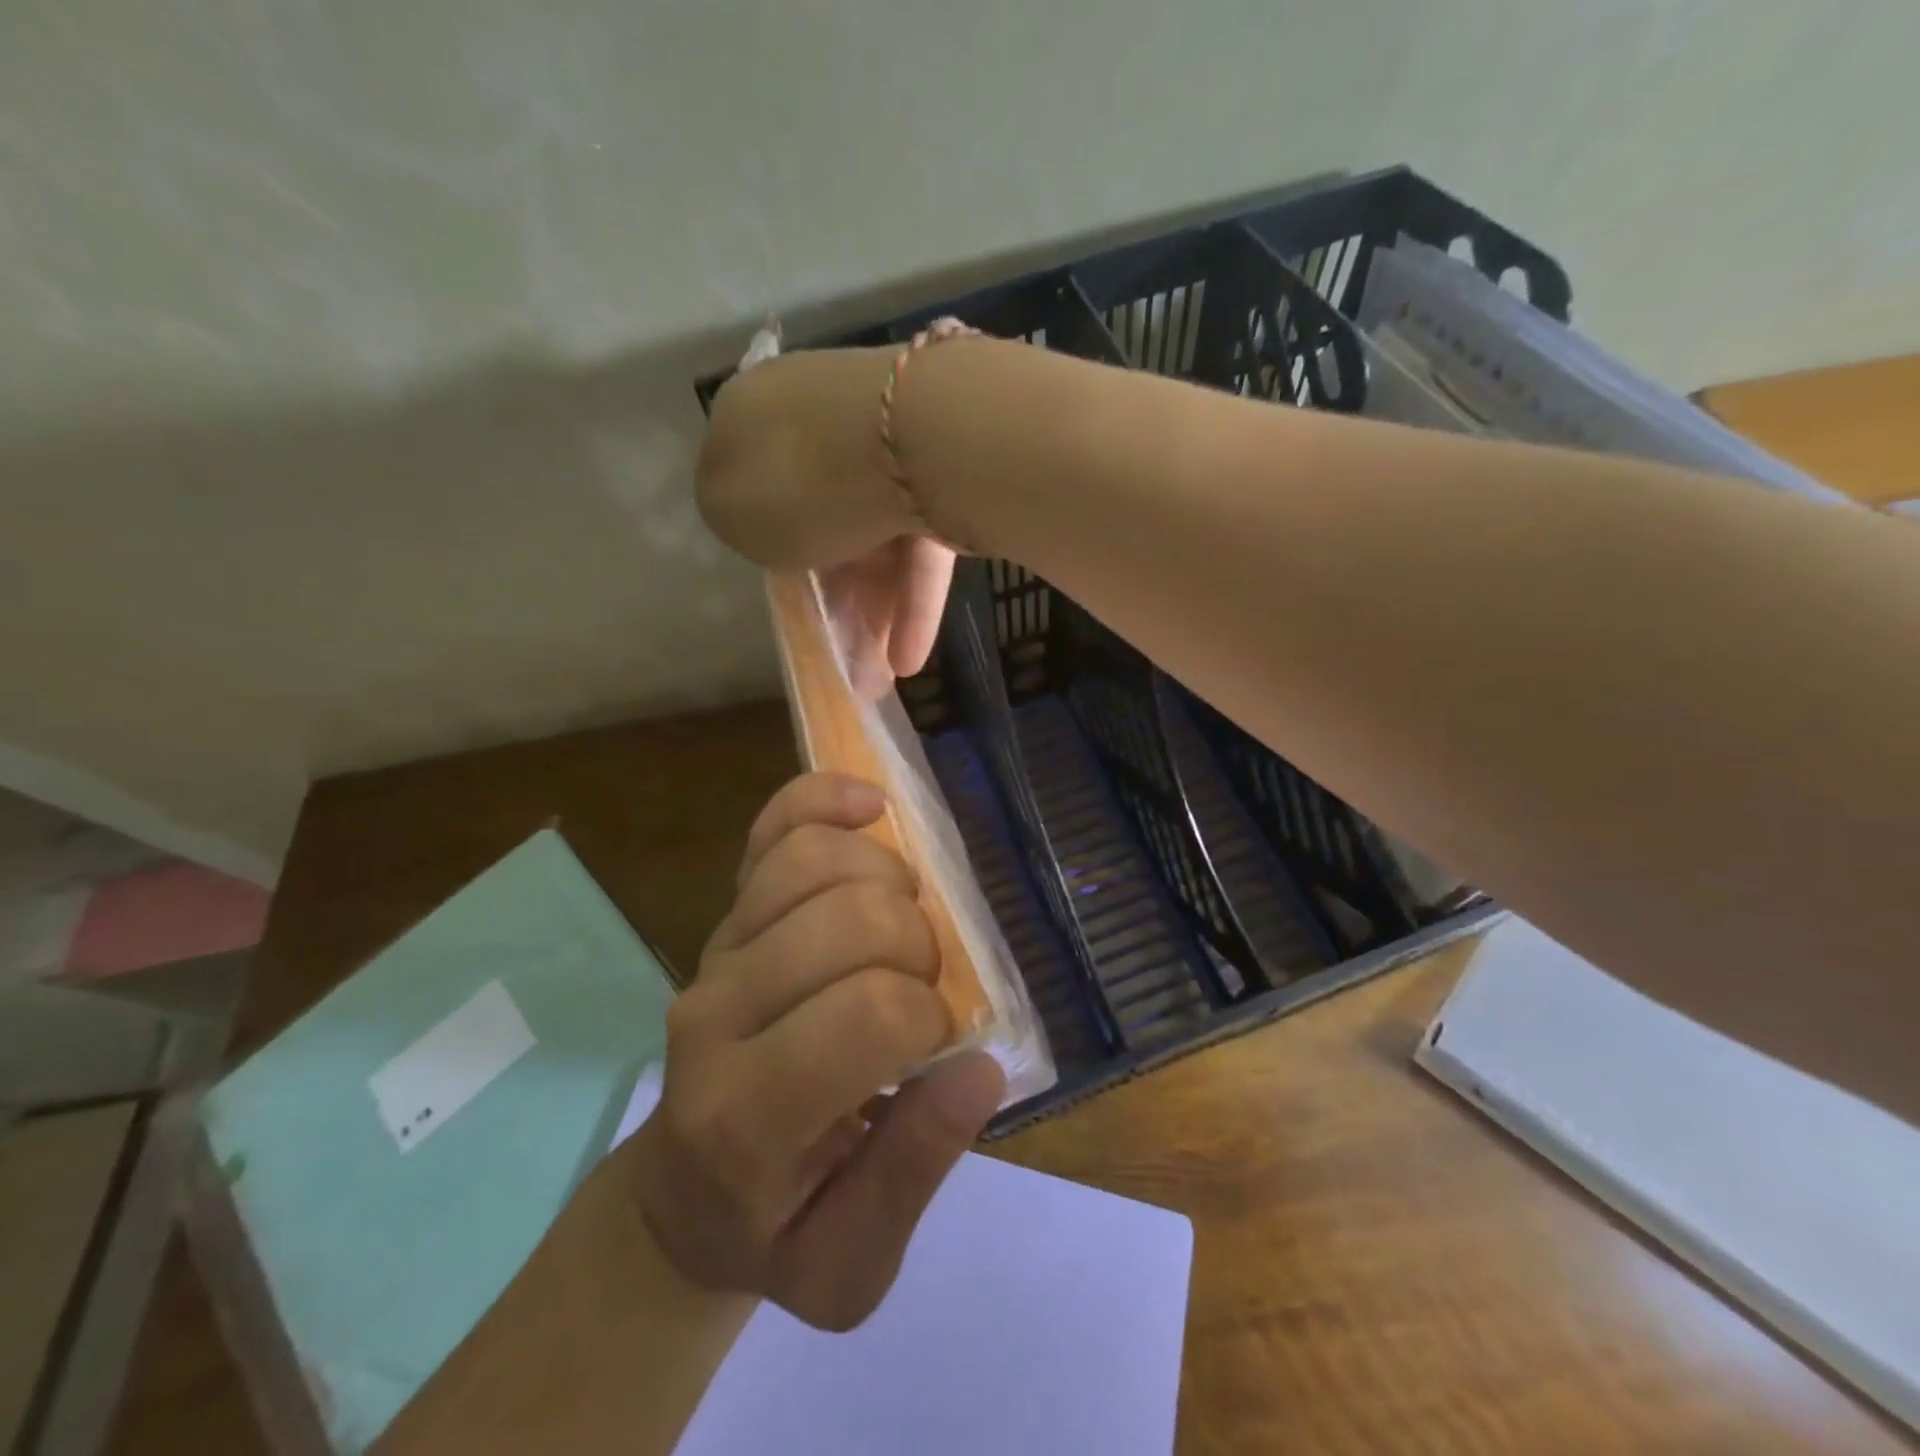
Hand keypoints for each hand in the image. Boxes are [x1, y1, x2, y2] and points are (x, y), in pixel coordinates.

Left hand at [622, 772, 1005, 1330]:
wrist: (683, 1191)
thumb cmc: (774, 1227)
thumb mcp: (850, 1264)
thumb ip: (914, 1172)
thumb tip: (980, 1068)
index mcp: (748, 1114)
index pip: (868, 1014)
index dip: (930, 1016)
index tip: (935, 1045)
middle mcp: (717, 1014)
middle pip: (850, 921)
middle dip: (919, 945)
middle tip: (922, 988)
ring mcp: (716, 950)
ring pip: (814, 860)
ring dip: (891, 879)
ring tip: (905, 923)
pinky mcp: (727, 911)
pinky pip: (773, 828)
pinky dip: (826, 800)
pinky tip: (870, 808)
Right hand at [697, 345, 958, 694]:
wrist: (909, 440)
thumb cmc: (798, 480)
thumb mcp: (731, 510)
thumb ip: (738, 518)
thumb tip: (763, 520)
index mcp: (757, 414)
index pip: (754, 481)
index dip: (767, 542)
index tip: (782, 590)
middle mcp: (823, 421)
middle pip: (822, 517)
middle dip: (832, 593)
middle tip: (837, 650)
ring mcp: (890, 446)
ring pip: (875, 539)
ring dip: (873, 611)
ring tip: (874, 677)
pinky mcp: (945, 477)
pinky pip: (921, 547)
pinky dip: (914, 602)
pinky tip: (907, 659)